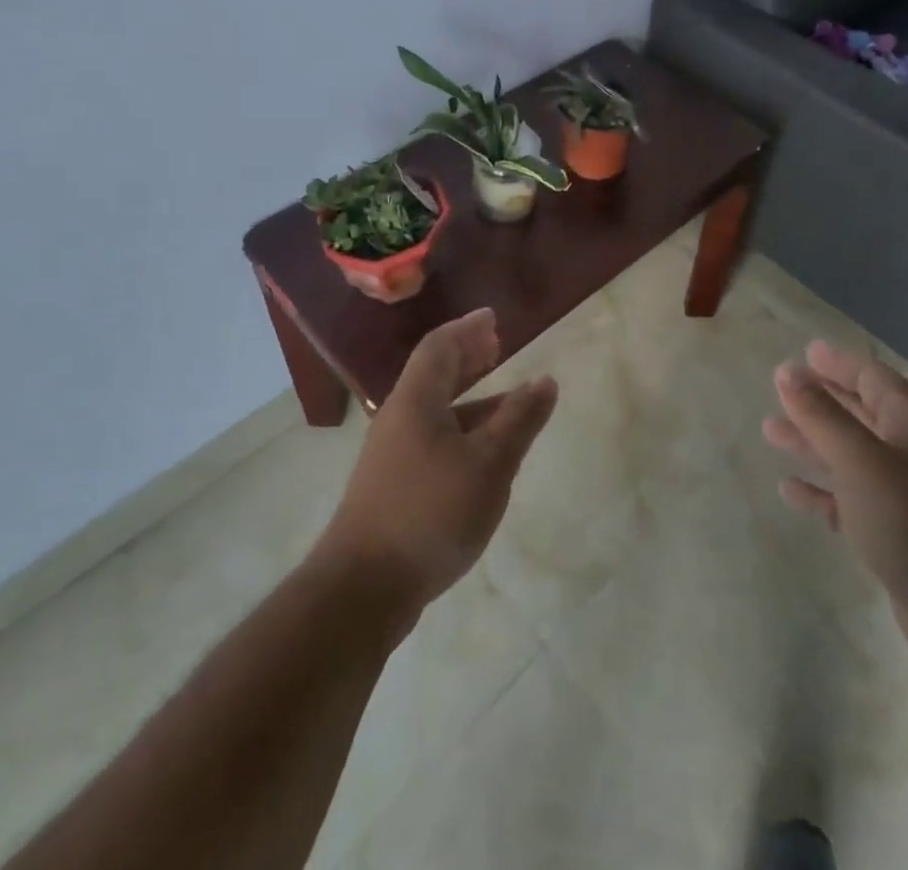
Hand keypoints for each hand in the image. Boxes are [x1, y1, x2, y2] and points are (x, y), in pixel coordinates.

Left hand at [310, 309, 556, 632]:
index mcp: (417, 400)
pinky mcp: (393, 485)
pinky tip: (483, 454)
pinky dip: (461, 429)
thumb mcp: (488, 464)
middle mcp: (399, 417)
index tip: (494, 318)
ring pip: (435, 409)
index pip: (440, 346)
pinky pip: (432, 438)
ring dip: (469, 396)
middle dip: (467, 356)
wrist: (362, 588)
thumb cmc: (430, 513)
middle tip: (497, 346)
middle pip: (434, 373)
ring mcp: (392, 453)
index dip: (468, 328)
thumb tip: (545, 380)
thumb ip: (518, 420)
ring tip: (506, 398)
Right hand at [763, 341, 907, 701]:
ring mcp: (906, 500)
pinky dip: (821, 493)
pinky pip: (849, 504)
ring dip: (813, 444)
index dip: (839, 364)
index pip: (874, 379)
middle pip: (861, 416)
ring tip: (771, 433)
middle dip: (820, 402)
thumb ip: (821, 416)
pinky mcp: (896, 539)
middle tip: (780, 391)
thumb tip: (786, 370)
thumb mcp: (862, 461)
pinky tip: (790, 490)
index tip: (804, 354)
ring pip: (851, 459)